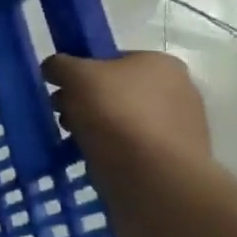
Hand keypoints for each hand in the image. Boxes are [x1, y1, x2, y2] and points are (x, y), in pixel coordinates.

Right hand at [42, 51, 209, 171]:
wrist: (152, 177)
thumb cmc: (114, 114)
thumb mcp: (74, 75)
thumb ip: (60, 64)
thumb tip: (55, 69)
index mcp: (160, 63)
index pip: (111, 59)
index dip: (81, 72)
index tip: (62, 90)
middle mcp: (179, 89)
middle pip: (116, 90)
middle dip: (85, 102)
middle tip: (64, 116)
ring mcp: (182, 126)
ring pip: (123, 119)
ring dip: (96, 127)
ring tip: (77, 140)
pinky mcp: (177, 158)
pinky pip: (134, 146)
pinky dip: (114, 150)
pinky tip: (98, 157)